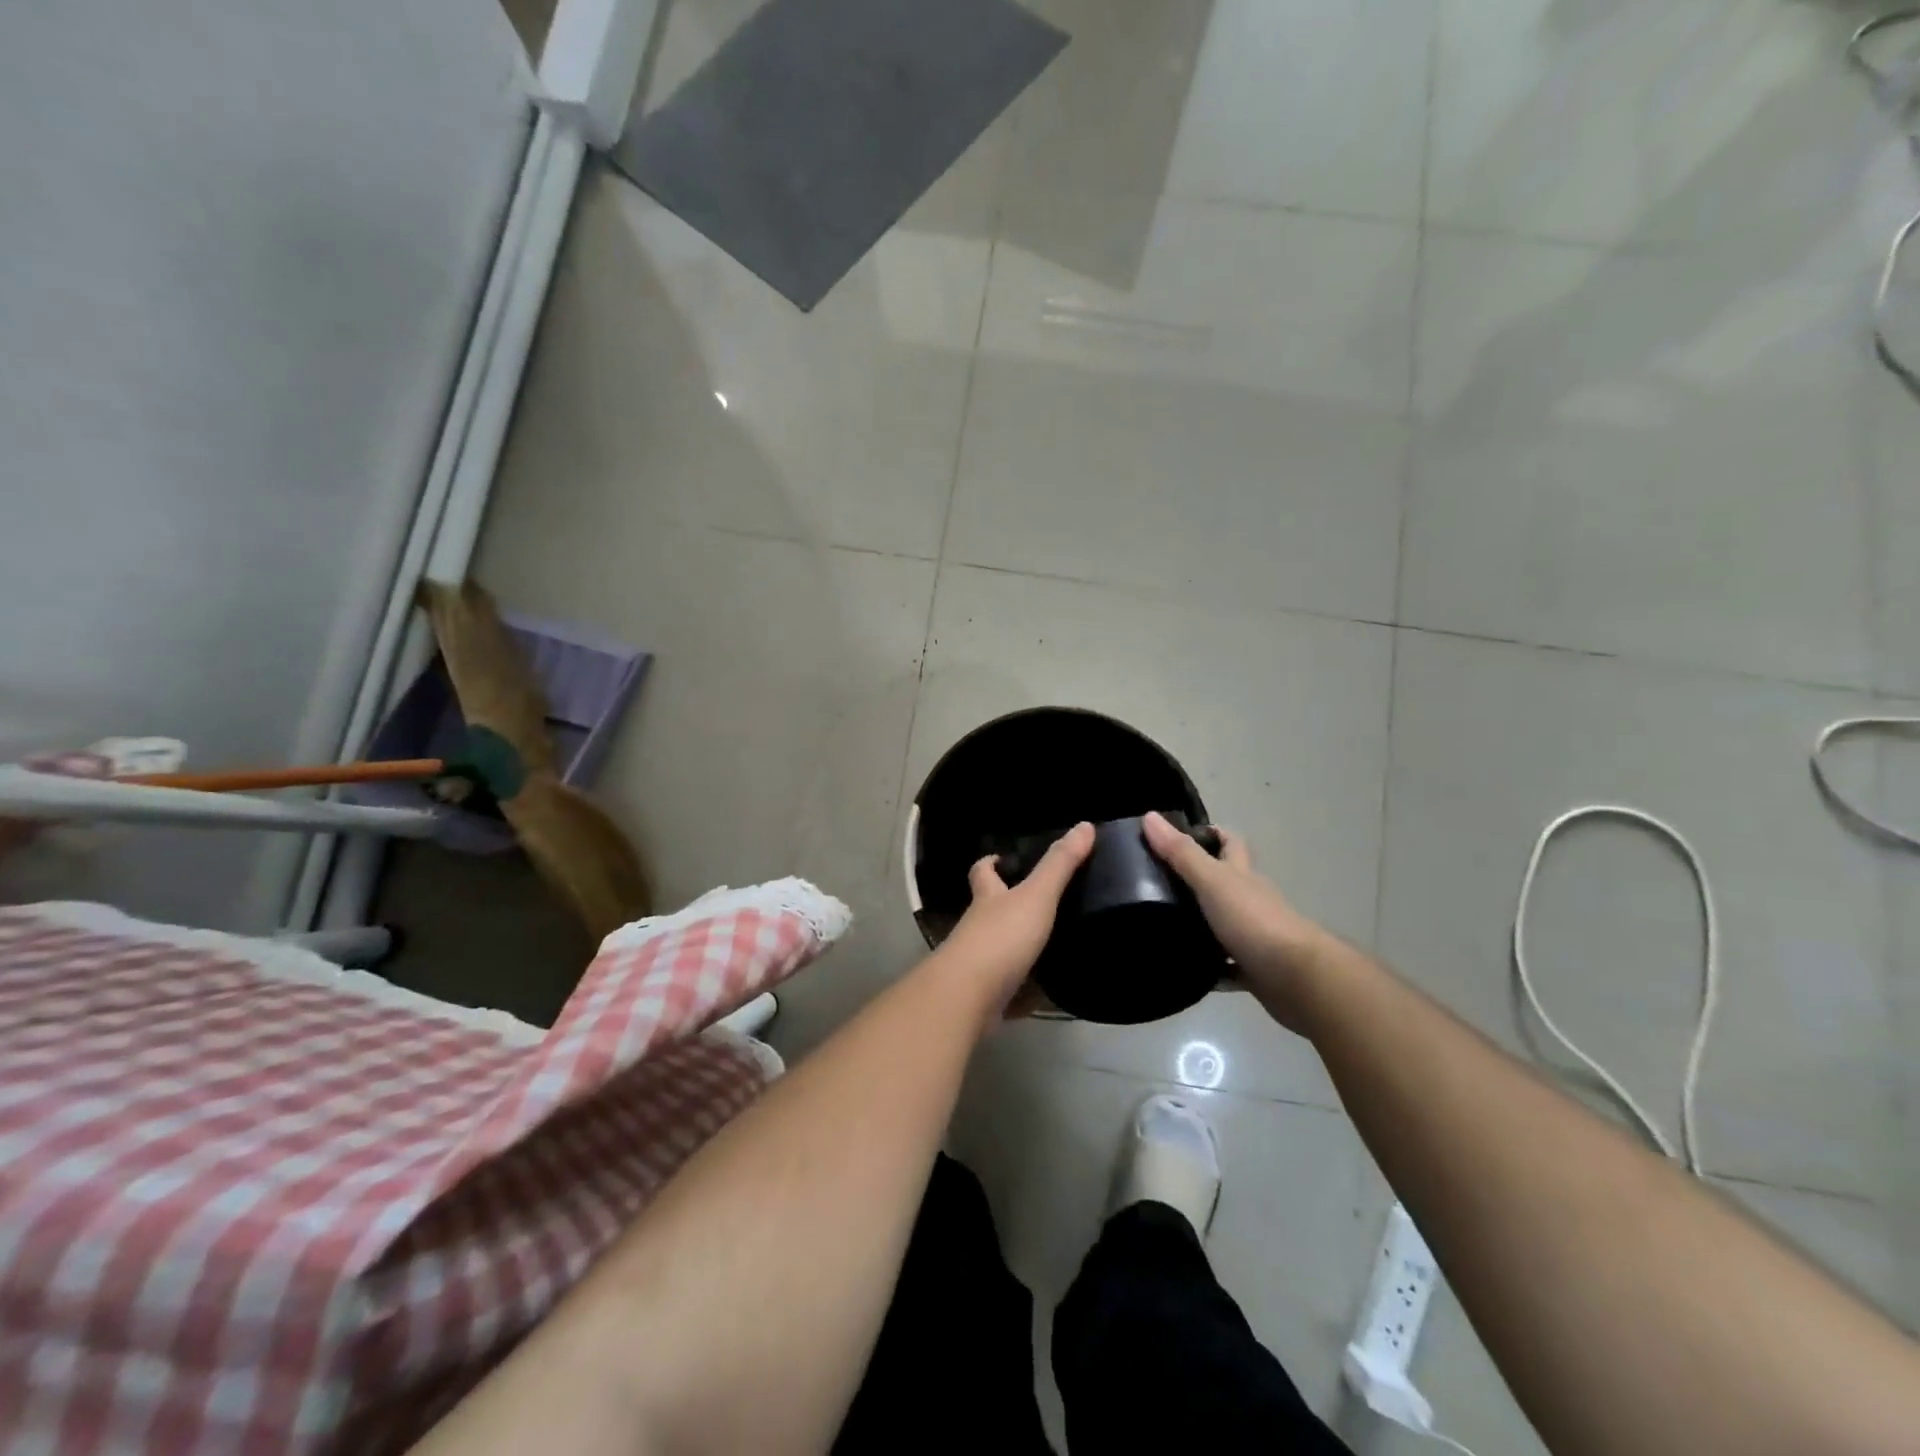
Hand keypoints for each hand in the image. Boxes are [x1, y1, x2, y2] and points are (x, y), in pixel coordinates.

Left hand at [935, 821, 1095, 1016]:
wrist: (968, 998)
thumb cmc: (1001, 938)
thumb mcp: (1036, 896)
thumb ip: (1059, 865)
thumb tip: (1085, 825)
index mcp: (988, 898)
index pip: (983, 872)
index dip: (991, 863)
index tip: (1003, 858)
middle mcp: (979, 927)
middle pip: (990, 910)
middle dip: (1008, 906)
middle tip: (1044, 903)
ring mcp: (980, 963)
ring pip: (1001, 949)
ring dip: (1021, 948)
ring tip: (1056, 945)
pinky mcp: (987, 997)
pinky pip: (1010, 990)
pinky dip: (1026, 991)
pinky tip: (1049, 992)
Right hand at [1141, 811, 1331, 1031]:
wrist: (1299, 979)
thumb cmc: (1255, 921)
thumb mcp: (1212, 882)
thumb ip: (1181, 853)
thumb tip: (1148, 816)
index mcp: (1242, 875)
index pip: (1229, 843)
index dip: (1209, 834)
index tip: (1177, 836)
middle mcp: (1251, 901)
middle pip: (1225, 883)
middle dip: (1198, 880)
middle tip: (1159, 884)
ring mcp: (1255, 936)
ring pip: (1224, 925)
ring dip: (1201, 927)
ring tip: (1161, 928)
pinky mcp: (1256, 970)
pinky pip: (1227, 969)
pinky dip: (1211, 970)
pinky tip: (1187, 972)